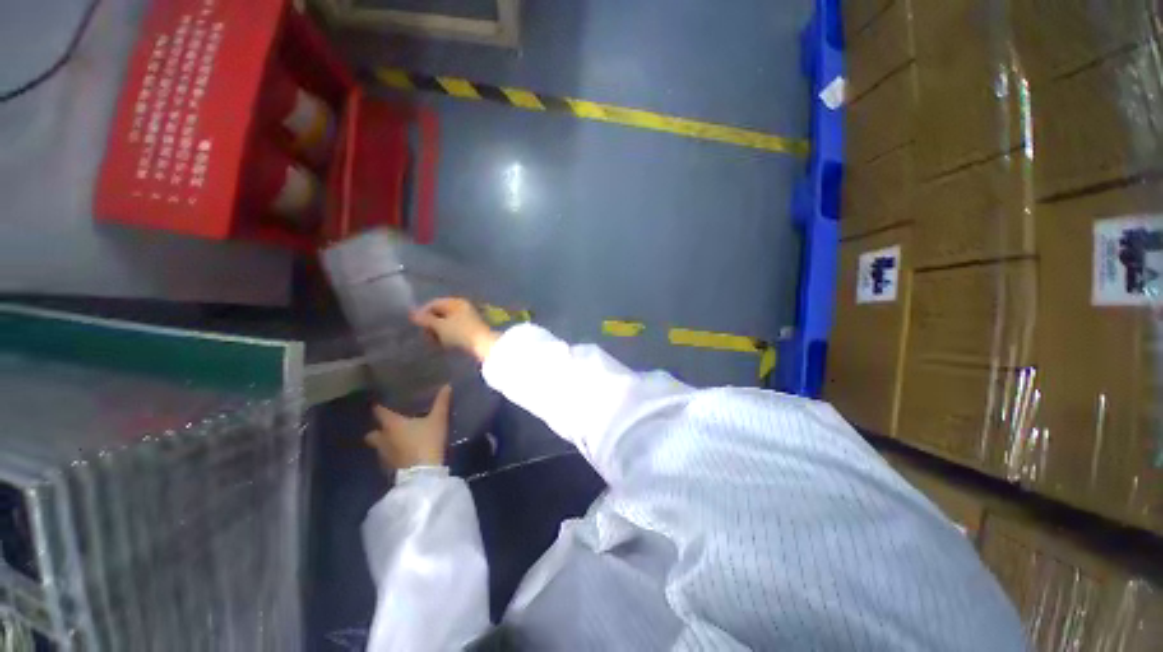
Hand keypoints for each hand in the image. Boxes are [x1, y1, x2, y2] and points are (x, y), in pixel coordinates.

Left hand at [365, 386, 451, 469]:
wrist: (423, 474)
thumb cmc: (427, 441)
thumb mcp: (438, 419)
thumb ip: (441, 403)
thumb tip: (447, 385)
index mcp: (391, 424)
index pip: (379, 412)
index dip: (379, 406)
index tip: (380, 402)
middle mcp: (382, 439)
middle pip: (372, 433)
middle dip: (377, 429)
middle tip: (388, 425)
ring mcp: (384, 456)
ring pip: (378, 447)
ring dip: (384, 443)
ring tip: (397, 440)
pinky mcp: (389, 469)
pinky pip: (386, 459)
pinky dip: (392, 456)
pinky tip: (402, 454)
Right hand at [412, 297, 498, 362]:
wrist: (483, 344)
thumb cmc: (460, 333)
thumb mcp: (440, 326)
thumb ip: (425, 319)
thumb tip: (413, 314)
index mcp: (455, 302)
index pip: (434, 303)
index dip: (422, 313)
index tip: (415, 325)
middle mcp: (462, 307)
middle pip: (440, 313)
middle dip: (430, 324)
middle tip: (424, 335)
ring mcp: (468, 318)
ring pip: (447, 322)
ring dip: (437, 331)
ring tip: (433, 342)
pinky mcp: (471, 329)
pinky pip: (454, 329)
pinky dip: (447, 335)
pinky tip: (443, 344)